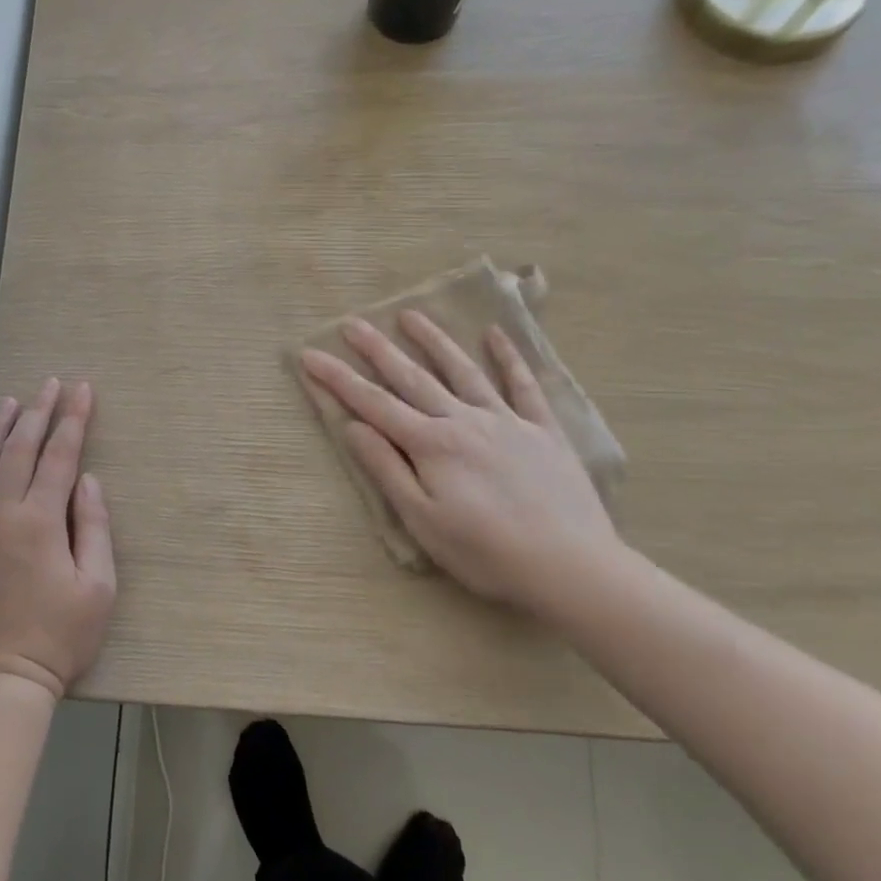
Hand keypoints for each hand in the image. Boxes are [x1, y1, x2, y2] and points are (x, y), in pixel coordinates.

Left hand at [0, 379, 116, 701]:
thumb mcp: (98, 587)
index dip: (73, 419)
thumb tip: (88, 480)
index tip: (82, 389)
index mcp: (40, 521)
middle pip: (19, 449)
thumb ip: (94, 527)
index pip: (60, 455)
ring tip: (10, 402)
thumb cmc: (59, 638)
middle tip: (50, 384)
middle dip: (38, 412)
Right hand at [300, 311, 619, 608]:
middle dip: (378, 350)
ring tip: (411, 315)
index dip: (338, 380)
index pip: (373, 405)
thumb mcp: (423, 520)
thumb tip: (355, 427)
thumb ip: (388, 470)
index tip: (310, 355)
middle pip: (412, 378)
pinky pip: (523, 386)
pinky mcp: (543, 430)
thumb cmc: (486, 553)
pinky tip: (496, 334)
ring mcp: (506, 421)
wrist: (570, 565)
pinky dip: (509, 358)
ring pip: (463, 371)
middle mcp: (464, 421)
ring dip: (434, 341)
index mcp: (431, 445)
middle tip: (353, 323)